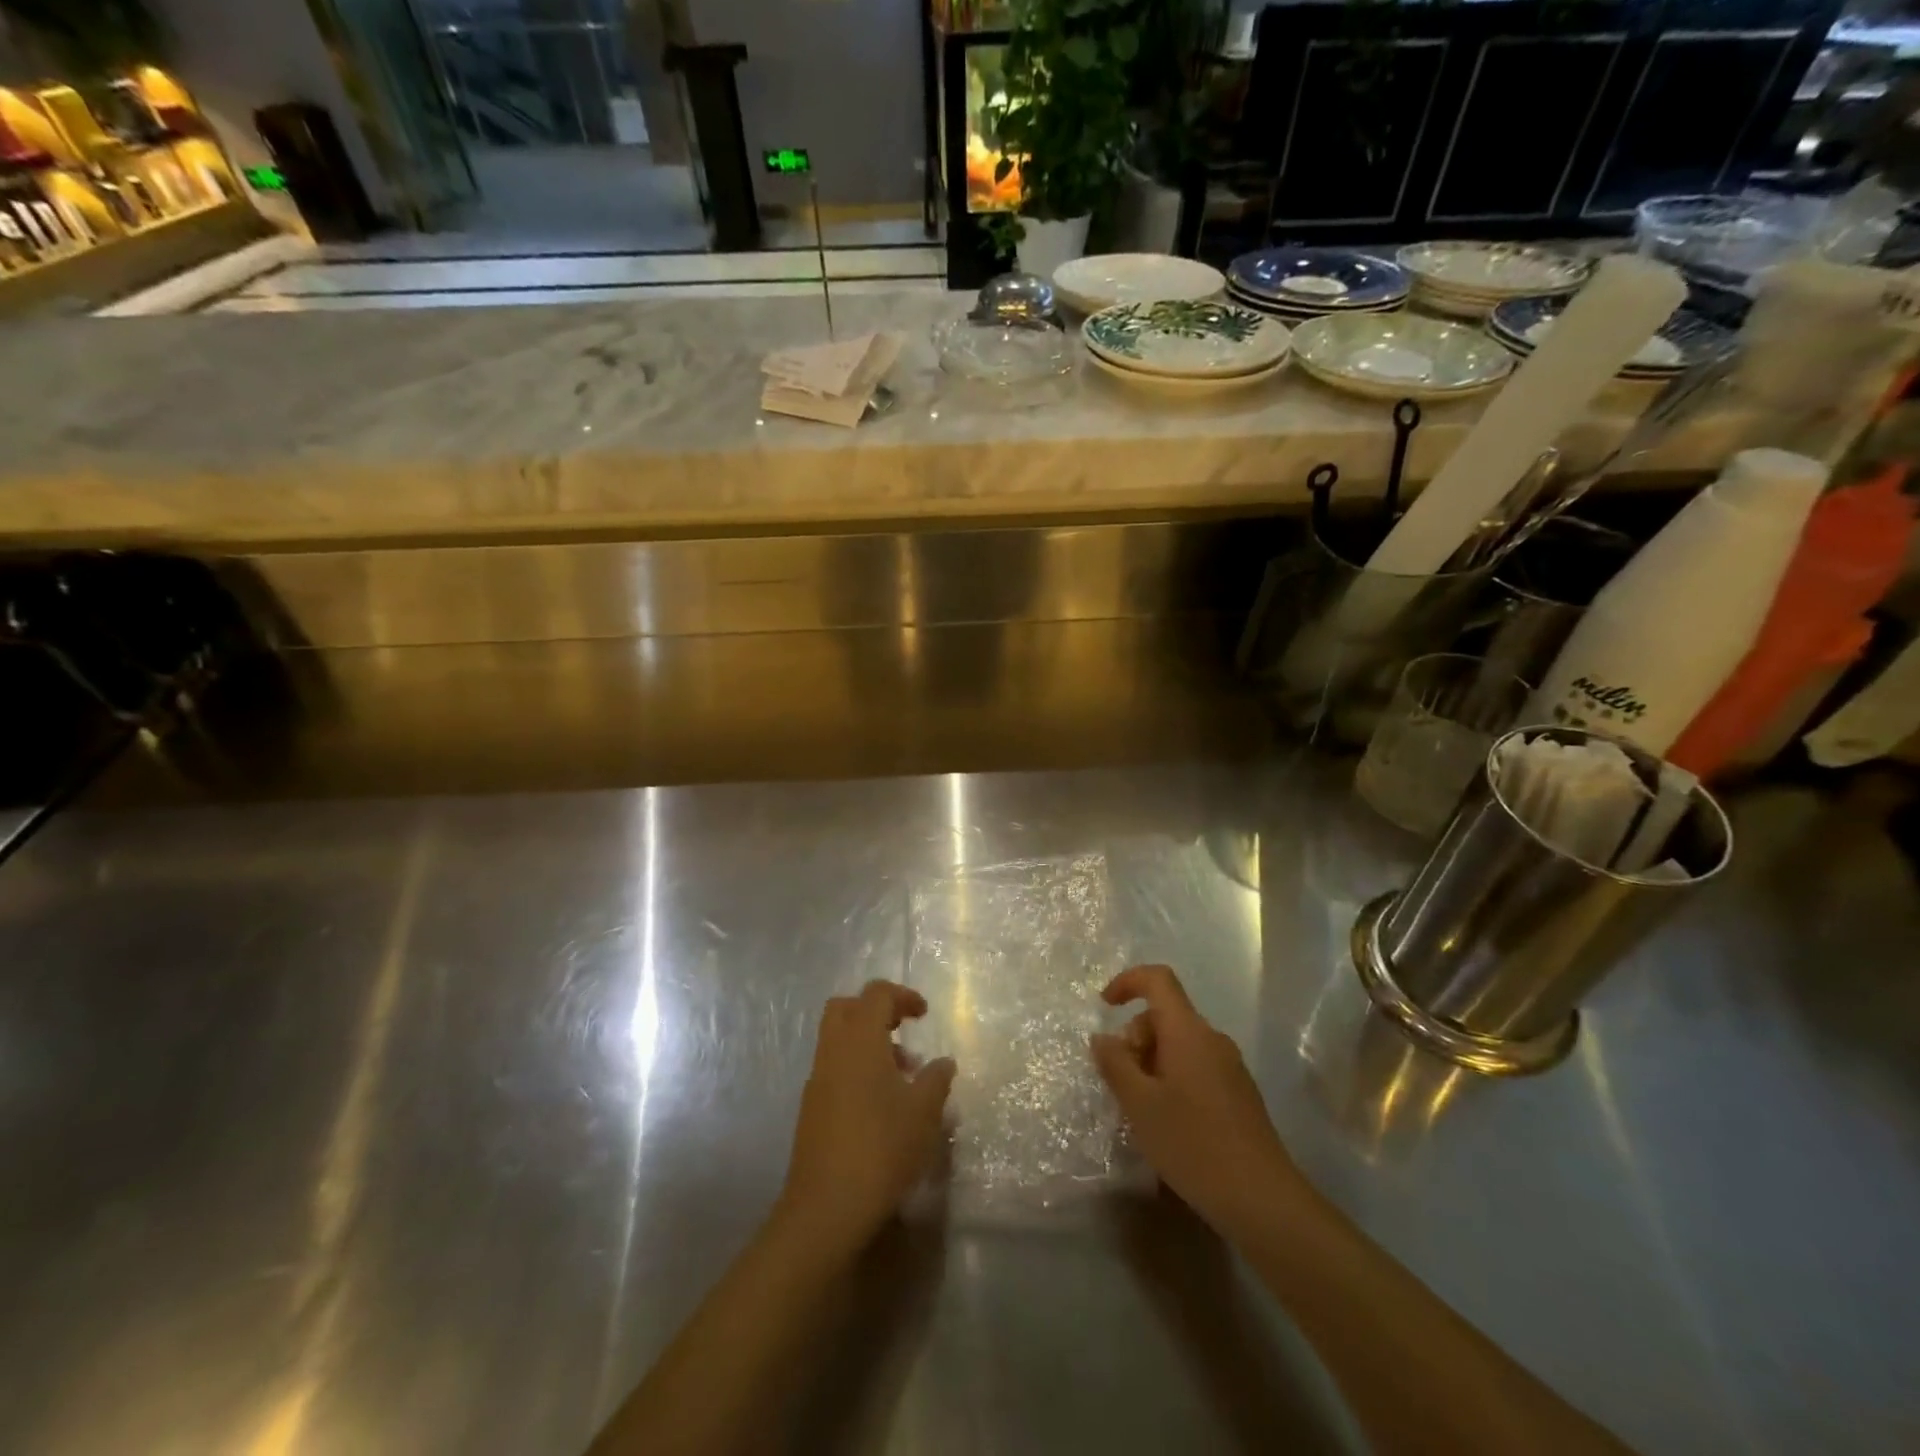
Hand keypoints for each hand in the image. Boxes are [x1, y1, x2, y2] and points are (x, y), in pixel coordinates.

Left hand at [776, 980, 955, 1257]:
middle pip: (846, 1007)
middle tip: (903, 1031)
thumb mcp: (923, 1112)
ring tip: (902, 1075)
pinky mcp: (811, 1107)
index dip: (902, 996)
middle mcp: (833, 1050)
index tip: (923, 1014)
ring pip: (838, 1039)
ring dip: (867, 1042)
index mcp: (860, 1040)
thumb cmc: (881, 1148)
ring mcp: (817, 1079)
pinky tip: (880, 1103)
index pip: (876, 994)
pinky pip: (834, 1067)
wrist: (826, 1207)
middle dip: (875, 1011)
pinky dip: (855, 1067)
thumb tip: (943, 1061)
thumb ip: (935, 1079)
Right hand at [1092, 965, 1306, 1235]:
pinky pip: (1196, 1067)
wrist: (1262, 1200)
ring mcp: (1231, 1067)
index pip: (1158, 980)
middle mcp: (1212, 1039)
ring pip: (1180, 1044)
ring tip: (1141, 1108)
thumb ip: (1115, 1064)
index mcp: (1188, 1032)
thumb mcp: (1139, 1105)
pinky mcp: (1239, 1094)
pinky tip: (1168, 1122)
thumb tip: (1103, 1037)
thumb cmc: (1193, 1144)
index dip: (1128, 981)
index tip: (1105, 1006)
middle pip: (1166, 1015)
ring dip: (1152, 1062)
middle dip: (1136, 1037)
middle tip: (1122, 1082)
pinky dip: (1173, 1078)